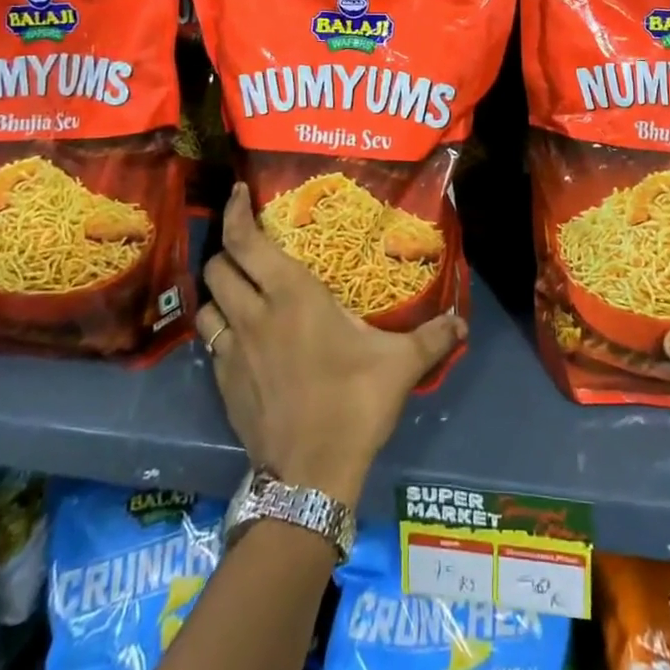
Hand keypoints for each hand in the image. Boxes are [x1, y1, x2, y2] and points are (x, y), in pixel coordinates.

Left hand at [194, 184, 465, 507]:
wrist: (311, 476)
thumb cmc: (354, 402)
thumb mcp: (400, 365)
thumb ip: (431, 338)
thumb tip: (462, 322)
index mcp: (291, 295)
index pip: (246, 241)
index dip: (235, 212)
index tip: (237, 193)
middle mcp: (254, 314)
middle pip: (218, 265)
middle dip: (227, 248)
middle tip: (248, 244)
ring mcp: (232, 351)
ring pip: (208, 303)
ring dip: (219, 289)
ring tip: (240, 287)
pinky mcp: (223, 384)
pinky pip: (211, 341)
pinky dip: (221, 327)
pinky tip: (242, 337)